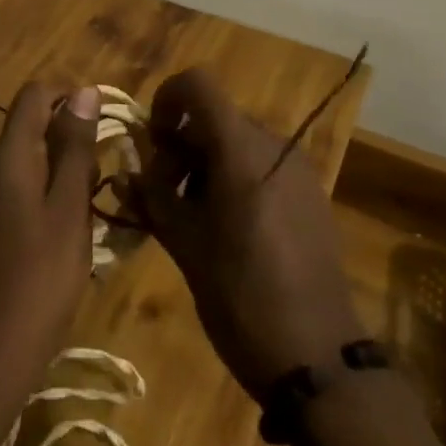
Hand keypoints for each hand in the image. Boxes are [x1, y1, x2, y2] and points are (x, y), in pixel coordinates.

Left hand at [0, 83, 99, 393]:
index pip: (33, 96)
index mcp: (7, 159)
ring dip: (62, 168)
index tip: (105, 119)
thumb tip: (85, 92)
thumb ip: (75, 149)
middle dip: (70, 135)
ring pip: (26, 162)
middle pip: (28, 127)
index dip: (69, 94)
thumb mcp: (68, 210)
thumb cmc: (37, 281)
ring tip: (96, 200)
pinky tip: (70, 230)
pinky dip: (47, 194)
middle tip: (107, 167)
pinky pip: (19, 191)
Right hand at [129, 69, 362, 398]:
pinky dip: (235, 178)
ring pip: (238, 142)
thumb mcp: (185, 247)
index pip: (199, 84)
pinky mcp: (311, 196)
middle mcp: (275, 146)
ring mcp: (298, 170)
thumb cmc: (241, 297)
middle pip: (216, 117)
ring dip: (206, 163)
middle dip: (181, 144)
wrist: (320, 361)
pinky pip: (263, 166)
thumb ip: (152, 199)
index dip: (167, 100)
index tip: (152, 141)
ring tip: (191, 216)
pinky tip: (226, 228)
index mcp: (242, 149)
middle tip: (162, 192)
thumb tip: (125, 173)